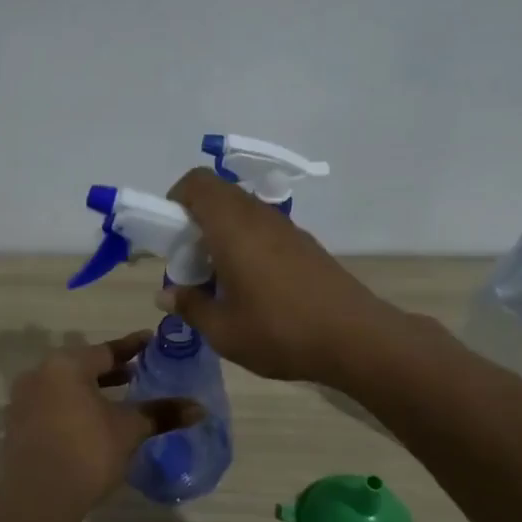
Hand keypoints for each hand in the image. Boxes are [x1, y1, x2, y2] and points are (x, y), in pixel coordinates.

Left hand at [1, 332, 203, 508]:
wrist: (37, 497)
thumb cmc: (87, 450)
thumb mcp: (129, 430)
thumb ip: (161, 414)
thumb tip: (199, 409)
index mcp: (66, 365)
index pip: (106, 350)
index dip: (133, 347)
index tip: (152, 342)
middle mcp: (39, 375)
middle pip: (82, 368)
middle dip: (111, 372)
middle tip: (138, 375)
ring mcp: (22, 403)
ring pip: (65, 389)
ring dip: (90, 393)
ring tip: (116, 403)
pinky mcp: (16, 430)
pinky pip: (51, 409)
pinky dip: (72, 411)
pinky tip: (90, 427)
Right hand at [159, 168, 403, 385]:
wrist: (356, 338)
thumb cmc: (279, 331)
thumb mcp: (223, 330)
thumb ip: (190, 306)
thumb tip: (166, 295)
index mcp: (232, 226)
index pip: (196, 183)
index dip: (175, 200)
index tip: (169, 236)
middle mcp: (259, 217)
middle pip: (219, 195)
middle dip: (195, 220)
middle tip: (190, 262)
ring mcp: (287, 229)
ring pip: (243, 213)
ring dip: (222, 234)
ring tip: (219, 279)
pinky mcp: (306, 245)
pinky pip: (265, 230)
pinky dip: (247, 245)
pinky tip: (252, 287)